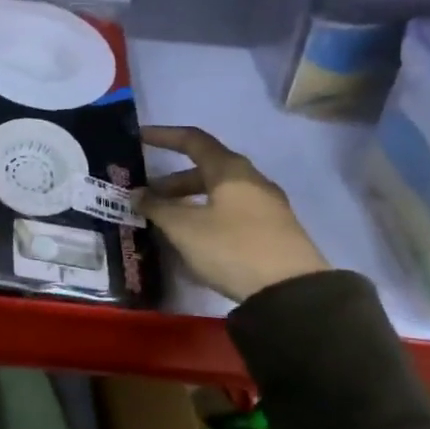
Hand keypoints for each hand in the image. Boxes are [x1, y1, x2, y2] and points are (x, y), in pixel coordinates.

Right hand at [139, 126, 328, 301]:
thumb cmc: (232, 247)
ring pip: (219, 193)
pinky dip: (208, 216)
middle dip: (173, 181)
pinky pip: (232, 213)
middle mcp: (251, 180)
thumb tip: (136, 194)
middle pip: (206, 169)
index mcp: (230, 170)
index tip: (139, 138)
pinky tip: (195, 239)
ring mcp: (267, 206)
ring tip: (167, 221)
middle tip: (147, 196)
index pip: (193, 140)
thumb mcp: (185, 228)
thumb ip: (157, 207)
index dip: (164, 136)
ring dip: (190, 201)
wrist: (293, 293)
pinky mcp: (274, 231)